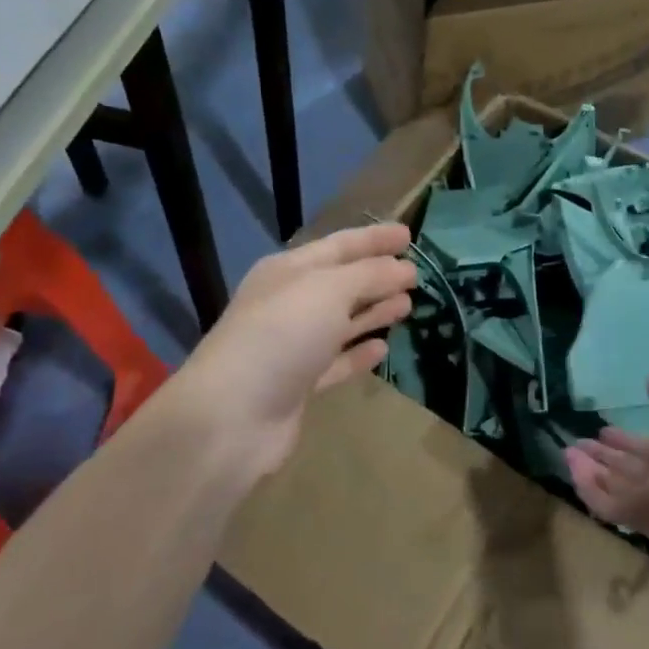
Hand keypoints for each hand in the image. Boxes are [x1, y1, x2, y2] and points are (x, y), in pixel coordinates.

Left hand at [176, 223, 417, 484]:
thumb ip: (370, 275)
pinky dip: (358, 353)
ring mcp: (292, 345)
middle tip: (416, 273)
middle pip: (341, 282)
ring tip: (408, 304)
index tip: (409, 234)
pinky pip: (336, 361)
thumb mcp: (329, 290)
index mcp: (289, 270)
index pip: (340, 245)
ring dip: (373, 311)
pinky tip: (383, 348)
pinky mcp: (298, 384)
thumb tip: (403, 269)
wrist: (232, 414)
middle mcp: (289, 303)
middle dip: (377, 275)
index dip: (374, 238)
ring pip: (341, 321)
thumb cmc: (282, 334)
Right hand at [564, 375, 648, 539]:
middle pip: (626, 469)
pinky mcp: (634, 515)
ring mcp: (648, 499)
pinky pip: (604, 502)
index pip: (646, 449)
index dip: (625, 440)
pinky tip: (570, 467)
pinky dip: (586, 487)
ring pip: (613, 485)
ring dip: (590, 470)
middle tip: (579, 443)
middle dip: (604, 456)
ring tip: (567, 452)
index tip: (604, 430)